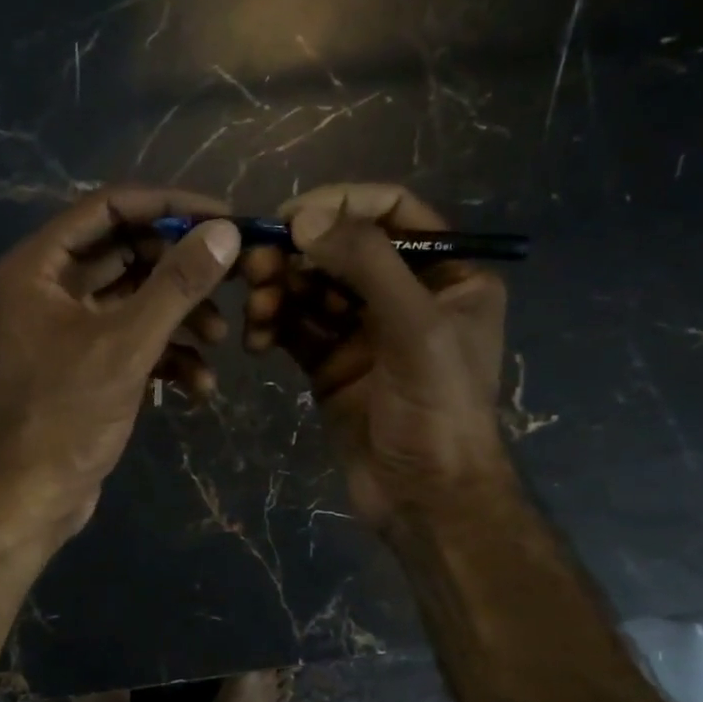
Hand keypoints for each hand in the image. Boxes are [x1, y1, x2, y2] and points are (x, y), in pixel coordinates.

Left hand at [0, 186, 240, 542]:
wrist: (32, 497)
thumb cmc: (66, 415)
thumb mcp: (126, 345)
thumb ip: (176, 285)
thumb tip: (225, 231)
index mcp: (39, 267)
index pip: (110, 207)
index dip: (169, 206)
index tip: (223, 216)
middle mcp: (50, 288)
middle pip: (128, 253)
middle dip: (182, 270)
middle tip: (236, 276)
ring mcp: (69, 329)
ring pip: (137, 301)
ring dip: (182, 317)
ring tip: (221, 340)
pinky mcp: (88, 365)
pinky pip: (134, 341)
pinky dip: (168, 356)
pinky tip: (199, 386)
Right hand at [241, 184, 511, 531]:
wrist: (423, 497)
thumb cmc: (437, 409)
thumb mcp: (415, 328)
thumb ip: (366, 264)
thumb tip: (305, 218)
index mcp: (448, 273)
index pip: (392, 211)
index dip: (341, 204)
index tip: (291, 218)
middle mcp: (405, 293)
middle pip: (341, 249)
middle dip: (298, 256)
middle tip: (255, 269)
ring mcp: (364, 330)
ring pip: (312, 289)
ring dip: (279, 292)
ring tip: (255, 312)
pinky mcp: (330, 363)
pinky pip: (295, 329)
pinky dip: (273, 328)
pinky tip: (255, 343)